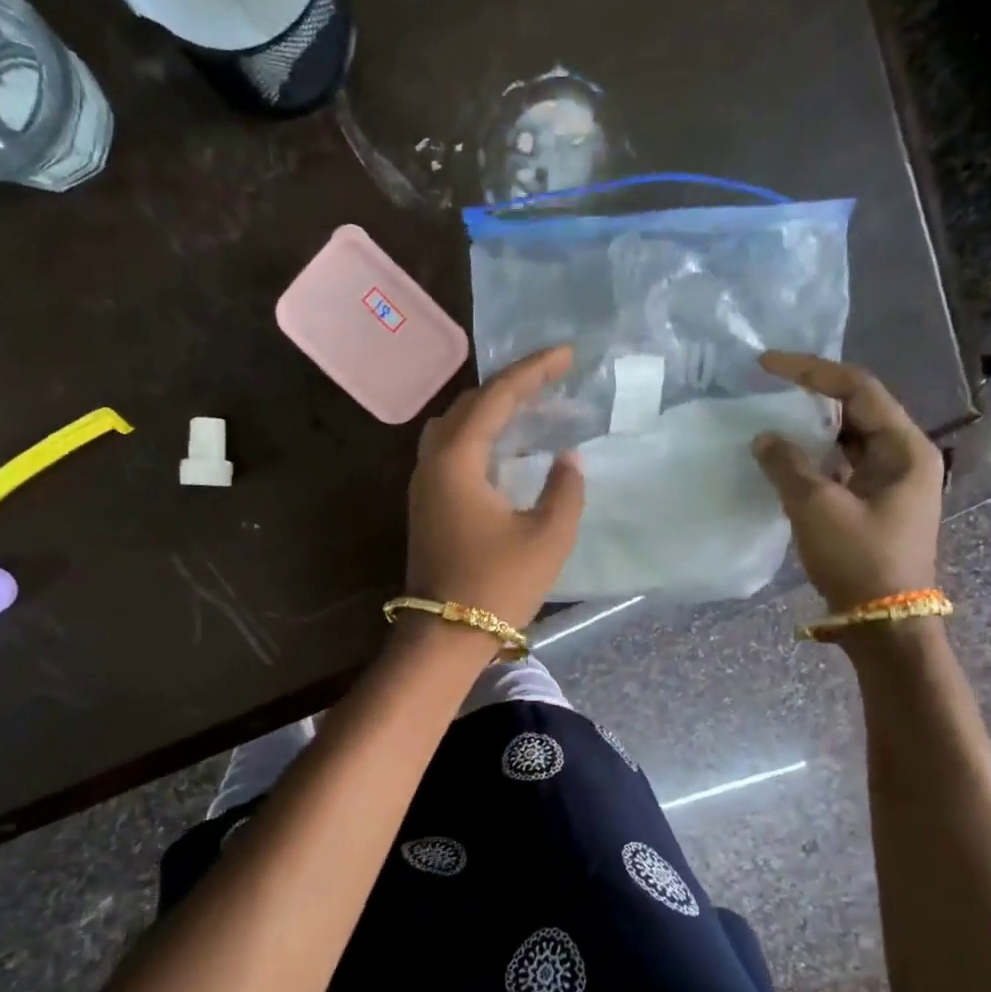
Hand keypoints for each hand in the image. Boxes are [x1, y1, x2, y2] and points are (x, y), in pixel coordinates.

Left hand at [407, 345, 585, 629]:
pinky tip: (506, 447)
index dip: (533, 371)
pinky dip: (480, 436)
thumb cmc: (496, 585)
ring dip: (491, 409)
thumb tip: (567, 459)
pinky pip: (452, 450)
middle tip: (551, 377)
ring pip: (455, 426)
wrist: (444, 636)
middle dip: (511, 385)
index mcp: (457, 460)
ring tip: (530, 406)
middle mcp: (432, 462)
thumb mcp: (547, 537)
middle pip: (469, 404)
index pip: (496, 397)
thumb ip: (565, 489)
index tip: (566, 354)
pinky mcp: (426, 504)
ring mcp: (423, 483)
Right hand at [751, 353, 943, 611]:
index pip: (858, 388)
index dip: (811, 371)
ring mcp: (890, 481)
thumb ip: (787, 465)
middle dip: (810, 396)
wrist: (884, 624)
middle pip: (856, 409)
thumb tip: (764, 437)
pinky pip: (841, 465)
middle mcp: (904, 456)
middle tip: (766, 387)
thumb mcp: (817, 507)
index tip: (766, 363)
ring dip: (810, 428)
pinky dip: (813, 457)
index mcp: (904, 448)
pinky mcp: (874, 503)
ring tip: (770, 418)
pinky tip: (783, 458)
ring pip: (846, 438)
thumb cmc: (859, 560)